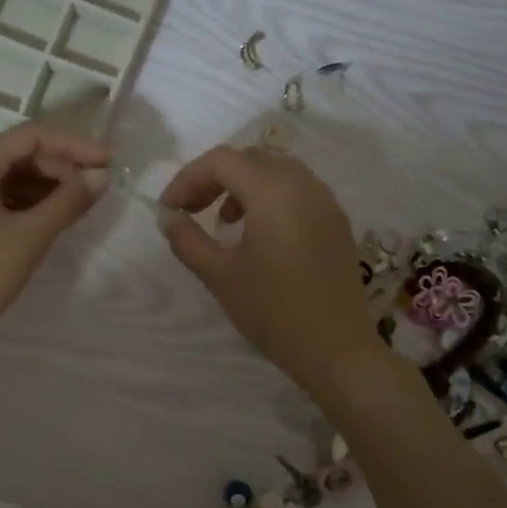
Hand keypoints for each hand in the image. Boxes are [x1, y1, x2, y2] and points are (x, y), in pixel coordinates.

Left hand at [0, 123, 110, 355]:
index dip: (74, 146)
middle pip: (16, 155)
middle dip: (59, 168)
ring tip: (75, 206)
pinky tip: (44, 221)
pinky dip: (20, 204)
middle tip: (94, 190)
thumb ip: (69, 201)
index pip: (31, 137)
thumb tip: (101, 176)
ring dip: (42, 187)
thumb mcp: (31, 237)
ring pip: (4, 178)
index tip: (108, 161)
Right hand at [160, 145, 376, 393]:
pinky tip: (259, 234)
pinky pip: (298, 190)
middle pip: (250, 158)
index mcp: (273, 191)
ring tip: (224, 221)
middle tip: (192, 209)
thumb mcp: (220, 276)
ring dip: (243, 185)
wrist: (335, 349)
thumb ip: (188, 240)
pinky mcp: (337, 222)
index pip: (221, 161)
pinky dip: (270, 197)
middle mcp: (303, 184)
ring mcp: (325, 201)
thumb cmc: (272, 310)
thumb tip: (169, 218)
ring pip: (276, 171)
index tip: (169, 209)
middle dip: (214, 178)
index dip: (188, 178)